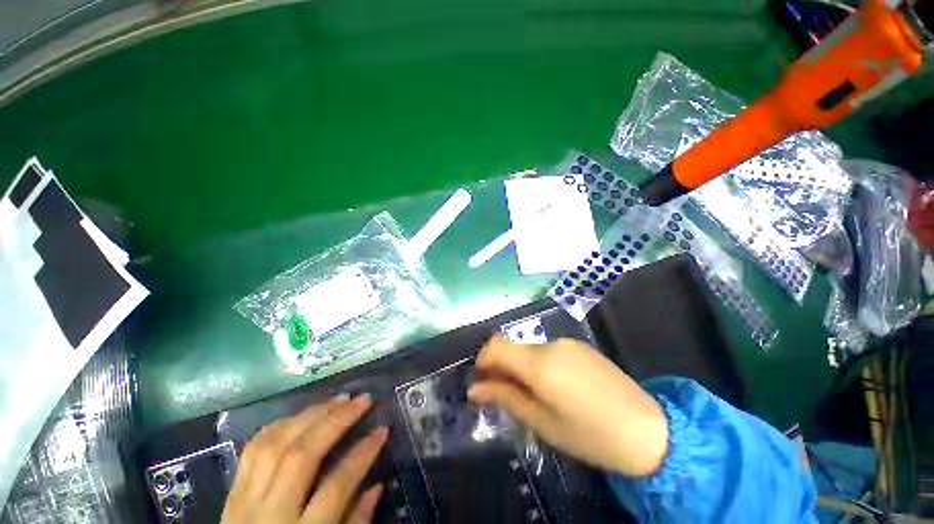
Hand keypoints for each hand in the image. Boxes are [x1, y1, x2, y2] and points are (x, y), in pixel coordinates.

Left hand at [221, 394, 388, 523]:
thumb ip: (356, 522)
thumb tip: (377, 484)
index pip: (337, 486)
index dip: (363, 453)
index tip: (382, 430)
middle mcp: (270, 514)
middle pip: (303, 455)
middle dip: (337, 420)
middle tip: (363, 399)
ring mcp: (246, 501)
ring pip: (277, 444)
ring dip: (311, 414)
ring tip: (338, 399)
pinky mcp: (232, 492)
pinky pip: (254, 448)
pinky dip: (281, 425)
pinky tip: (302, 414)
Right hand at [468, 335, 667, 476]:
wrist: (649, 430)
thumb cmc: (589, 435)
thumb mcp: (542, 422)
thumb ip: (505, 398)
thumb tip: (474, 389)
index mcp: (539, 363)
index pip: (495, 346)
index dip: (483, 361)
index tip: (483, 382)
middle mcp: (550, 344)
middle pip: (512, 347)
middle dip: (502, 367)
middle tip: (507, 396)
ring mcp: (567, 343)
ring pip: (530, 349)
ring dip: (522, 367)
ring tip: (536, 395)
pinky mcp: (580, 346)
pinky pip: (548, 350)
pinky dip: (540, 364)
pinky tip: (557, 387)